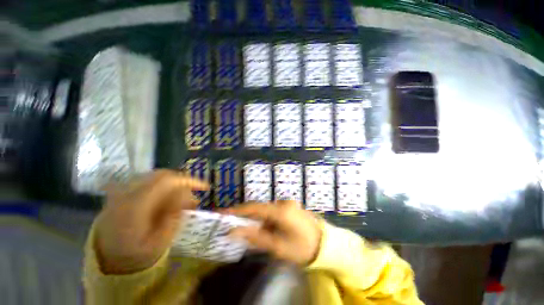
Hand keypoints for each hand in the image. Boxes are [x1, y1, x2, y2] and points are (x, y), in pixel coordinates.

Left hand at [94, 170, 208, 273]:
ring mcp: (124, 190)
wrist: (106, 256)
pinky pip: (150, 181)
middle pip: (163, 175)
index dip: (189, 181)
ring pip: (157, 176)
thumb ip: (174, 217)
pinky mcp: (125, 190)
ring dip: (175, 184)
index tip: (205, 187)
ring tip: (183, 198)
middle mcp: (128, 192)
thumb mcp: (159, 242)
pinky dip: (165, 185)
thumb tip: (187, 195)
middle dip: (184, 182)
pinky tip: (170, 197)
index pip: (167, 182)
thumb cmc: (135, 254)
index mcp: (135, 206)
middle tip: (194, 194)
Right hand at [225, 200, 321, 265]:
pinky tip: (265, 228)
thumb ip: (255, 237)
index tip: (223, 213)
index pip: (254, 208)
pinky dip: (266, 219)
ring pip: (266, 209)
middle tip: (233, 224)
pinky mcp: (290, 206)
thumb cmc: (302, 249)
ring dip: (257, 219)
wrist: (325, 245)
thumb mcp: (278, 247)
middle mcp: (283, 202)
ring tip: (249, 230)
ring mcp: (288, 203)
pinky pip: (273, 210)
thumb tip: (234, 230)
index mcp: (281, 211)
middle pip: (259, 207)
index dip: (238, 210)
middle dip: (246, 215)